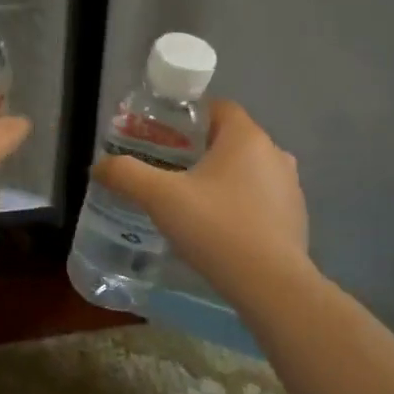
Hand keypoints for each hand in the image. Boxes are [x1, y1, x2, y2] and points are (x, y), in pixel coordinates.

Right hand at [91, 99, 309, 298]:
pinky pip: (260, 200)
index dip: (189, 118)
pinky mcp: (295, 218)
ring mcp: (290, 187)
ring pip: (247, 171)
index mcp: (246, 137)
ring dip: (220, 180)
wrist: (270, 285)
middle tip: (167, 171)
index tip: (163, 137)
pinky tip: (217, 229)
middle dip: (199, 151)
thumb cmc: (216, 228)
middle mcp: (275, 154)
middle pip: (230, 140)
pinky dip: (239, 205)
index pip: (218, 108)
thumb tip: (99, 166)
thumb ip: (126, 175)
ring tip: (189, 203)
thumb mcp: (160, 198)